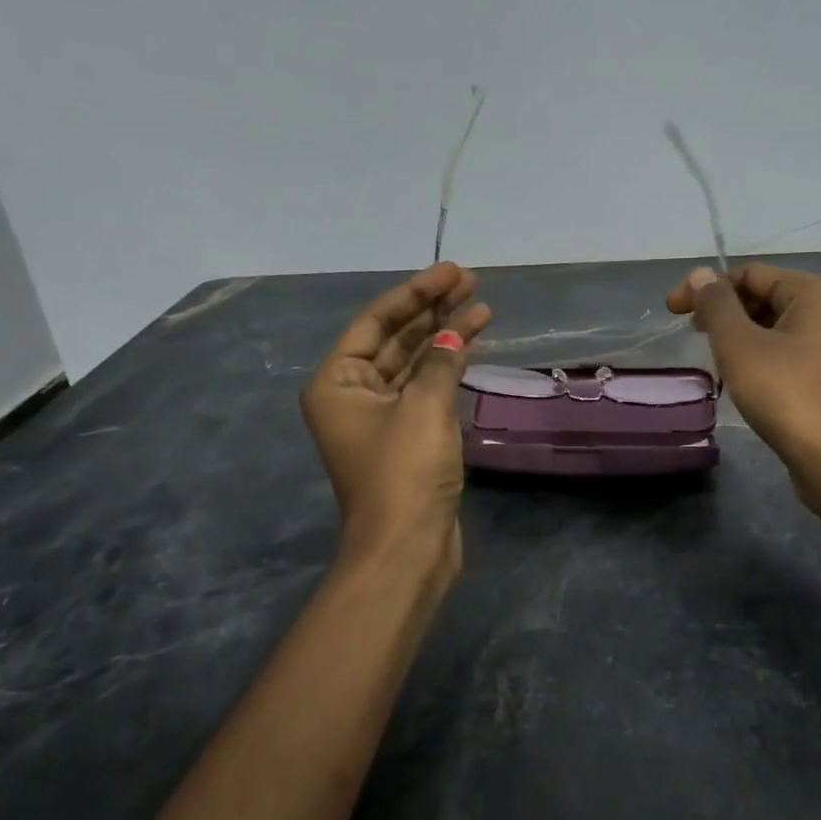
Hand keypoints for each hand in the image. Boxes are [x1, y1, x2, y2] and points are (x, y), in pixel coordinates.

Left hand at [300, 263, 491, 585]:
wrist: (407, 548)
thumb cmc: (404, 472)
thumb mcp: (424, 407)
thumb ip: (441, 362)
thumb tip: (456, 333)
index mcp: (338, 382)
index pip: (377, 321)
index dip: (416, 293)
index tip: (453, 272)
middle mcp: (353, 394)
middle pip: (396, 338)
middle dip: (433, 310)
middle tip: (471, 282)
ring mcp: (382, 417)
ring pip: (415, 363)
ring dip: (446, 336)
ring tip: (482, 308)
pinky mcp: (408, 438)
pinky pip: (427, 389)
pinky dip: (449, 368)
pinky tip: (472, 346)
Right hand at [666, 262, 820, 528]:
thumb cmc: (786, 394)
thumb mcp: (740, 345)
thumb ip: (716, 305)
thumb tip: (700, 273)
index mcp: (813, 293)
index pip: (749, 273)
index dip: (706, 287)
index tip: (673, 311)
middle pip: (764, 297)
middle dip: (724, 311)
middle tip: (692, 334)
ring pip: (774, 327)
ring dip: (739, 336)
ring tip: (713, 358)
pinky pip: (786, 353)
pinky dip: (759, 357)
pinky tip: (741, 379)